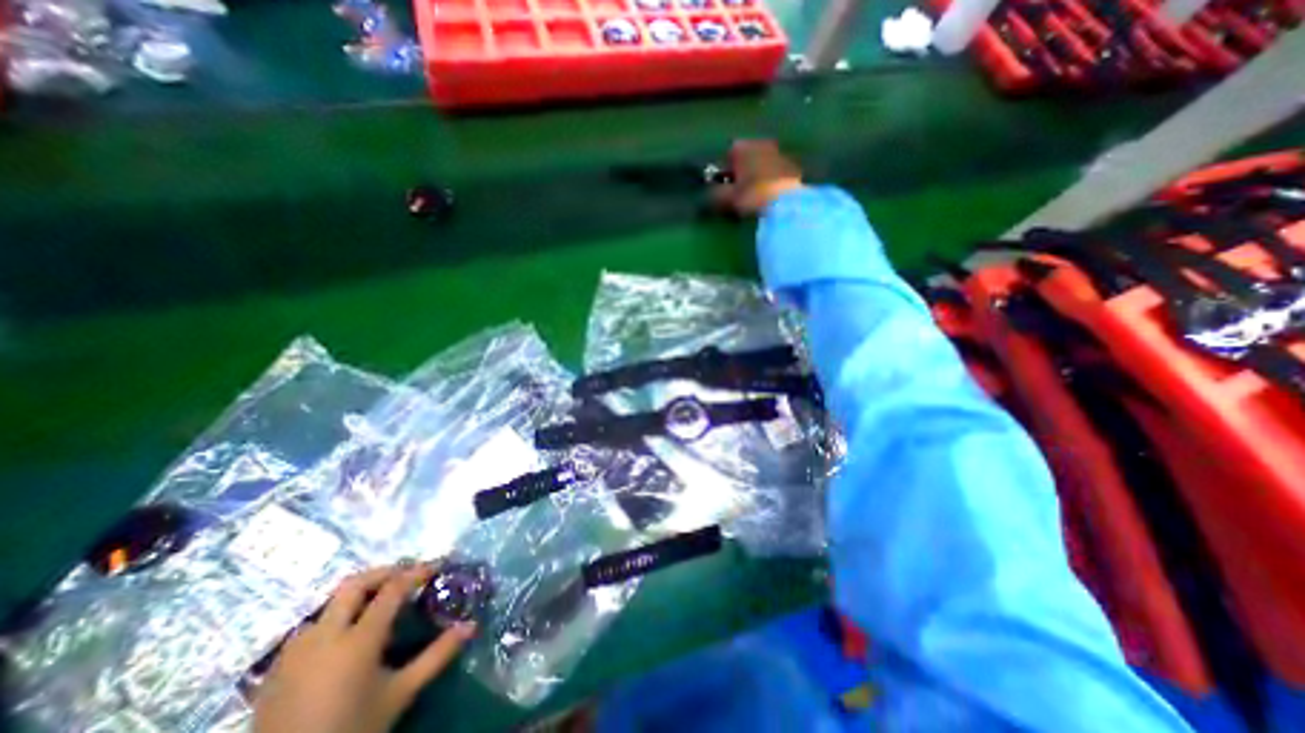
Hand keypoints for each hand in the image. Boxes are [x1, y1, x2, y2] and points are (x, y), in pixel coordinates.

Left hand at [252, 564, 478, 731]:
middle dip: (384, 572)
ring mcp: (294, 651)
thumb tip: (471, 625)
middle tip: (406, 575)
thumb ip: (437, 655)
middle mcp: (324, 636)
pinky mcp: (274, 668)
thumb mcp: (400, 693)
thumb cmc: (353, 730)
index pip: (392, 590)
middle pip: (354, 584)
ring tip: (377, 602)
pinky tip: (343, 634)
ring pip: (328, 603)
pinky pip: (309, 626)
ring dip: (357, 594)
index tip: (435, 567)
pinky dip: (333, 617)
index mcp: (358, 641)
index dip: (416, 573)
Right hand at [714, 137, 806, 214]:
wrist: (788, 204)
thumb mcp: (727, 198)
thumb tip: (710, 193)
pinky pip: (775, 174)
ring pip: (762, 165)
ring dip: (757, 177)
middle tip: (738, 194)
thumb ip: (715, 194)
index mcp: (743, 146)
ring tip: (754, 198)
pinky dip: (771, 183)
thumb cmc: (752, 197)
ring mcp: (780, 153)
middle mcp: (762, 143)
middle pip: (747, 158)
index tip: (723, 188)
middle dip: (742, 173)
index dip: (724, 172)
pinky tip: (769, 199)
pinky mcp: (794, 167)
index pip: (728, 155)